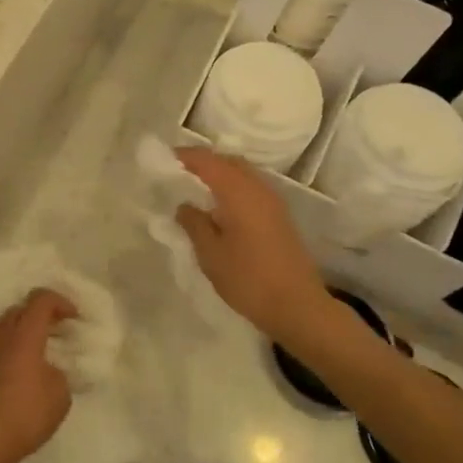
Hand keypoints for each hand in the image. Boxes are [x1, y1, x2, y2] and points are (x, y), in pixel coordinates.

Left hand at [0, 289, 76, 462]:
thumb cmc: (25, 413)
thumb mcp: (60, 395)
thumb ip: (59, 374)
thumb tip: (49, 370)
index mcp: (25, 334)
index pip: (41, 300)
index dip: (60, 302)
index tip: (74, 318)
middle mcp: (2, 334)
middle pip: (20, 308)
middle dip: (41, 314)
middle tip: (57, 331)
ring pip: (3, 324)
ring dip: (20, 327)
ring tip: (34, 345)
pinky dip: (7, 345)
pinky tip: (17, 365)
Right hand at [175, 147, 334, 343]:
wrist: (297, 306)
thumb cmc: (248, 279)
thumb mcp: (211, 254)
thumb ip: (194, 224)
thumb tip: (184, 206)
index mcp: (239, 192)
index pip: (209, 162)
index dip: (187, 156)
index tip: (165, 158)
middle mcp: (258, 189)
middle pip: (229, 162)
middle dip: (205, 161)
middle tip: (180, 170)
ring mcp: (273, 202)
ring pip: (243, 174)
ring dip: (221, 173)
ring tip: (197, 186)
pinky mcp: (280, 217)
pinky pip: (252, 188)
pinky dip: (233, 187)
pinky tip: (221, 206)